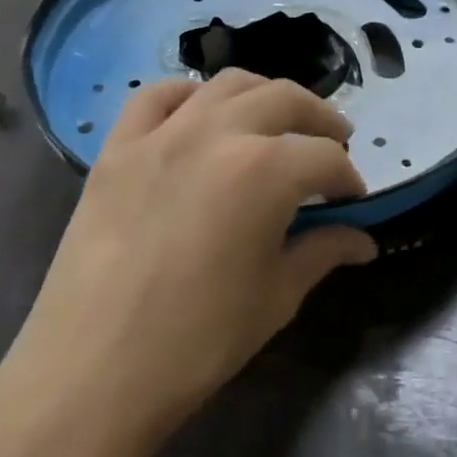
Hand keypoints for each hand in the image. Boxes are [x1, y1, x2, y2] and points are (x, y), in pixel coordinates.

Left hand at [0, 70, 376, 453]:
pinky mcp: (117, 149)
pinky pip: (155, 97)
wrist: (93, 371)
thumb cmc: (198, 340)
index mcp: (264, 171)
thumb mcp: (276, 298)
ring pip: (226, 85)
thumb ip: (322, 253)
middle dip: (320, 121)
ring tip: (277, 123)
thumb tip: (363, 241)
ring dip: (264, 96)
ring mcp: (160, 135)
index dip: (349, 179)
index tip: (354, 203)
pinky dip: (189, 96)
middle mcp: (216, 134)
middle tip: (335, 147)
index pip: (325, 159)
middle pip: (284, 100)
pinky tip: (201, 117)